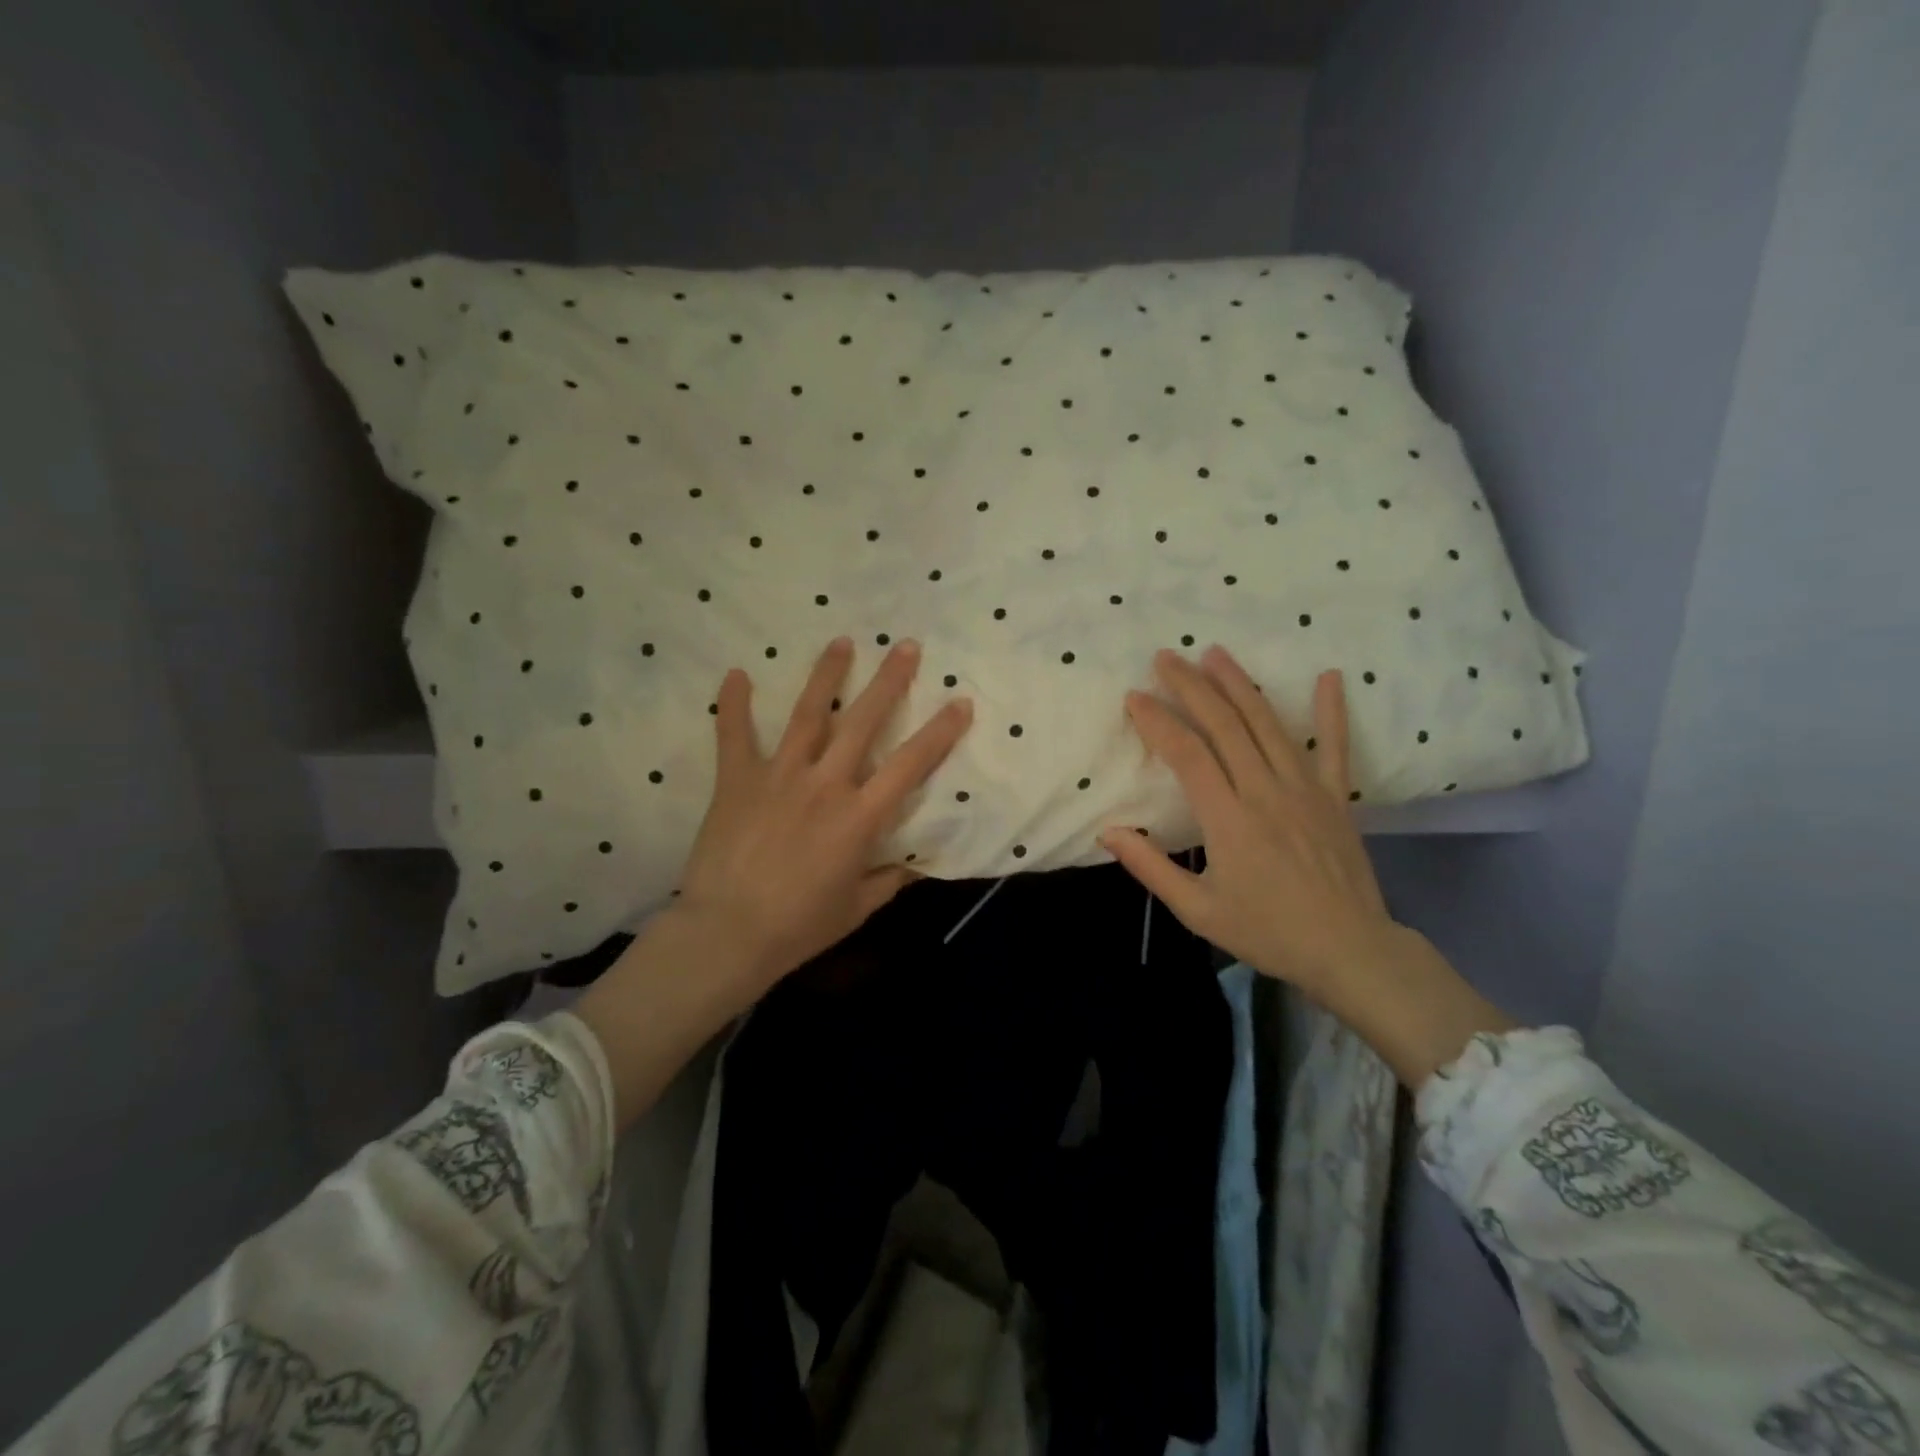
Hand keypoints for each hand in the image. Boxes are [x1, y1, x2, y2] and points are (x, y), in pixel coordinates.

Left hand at [578, 636, 971, 1128]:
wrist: (727, 934)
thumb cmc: (798, 927)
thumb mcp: (857, 908)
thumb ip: (888, 880)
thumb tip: (913, 863)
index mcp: (859, 817)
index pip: (910, 765)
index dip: (940, 732)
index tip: (960, 702)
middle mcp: (825, 784)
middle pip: (862, 722)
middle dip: (889, 681)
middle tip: (906, 646)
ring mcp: (779, 777)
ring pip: (807, 714)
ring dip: (827, 675)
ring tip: (842, 642)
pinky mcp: (737, 781)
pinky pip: (734, 736)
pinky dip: (733, 705)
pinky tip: (737, 673)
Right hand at [1102, 647, 1397, 1000]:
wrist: (1349, 951)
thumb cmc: (1267, 932)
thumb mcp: (1197, 910)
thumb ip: (1151, 868)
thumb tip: (1108, 832)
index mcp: (1229, 820)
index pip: (1187, 755)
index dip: (1158, 722)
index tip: (1135, 697)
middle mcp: (1265, 792)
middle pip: (1224, 726)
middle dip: (1191, 687)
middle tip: (1165, 658)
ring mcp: (1306, 790)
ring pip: (1267, 725)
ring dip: (1239, 685)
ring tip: (1215, 652)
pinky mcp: (1337, 797)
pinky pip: (1334, 747)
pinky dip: (1331, 711)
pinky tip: (1329, 676)